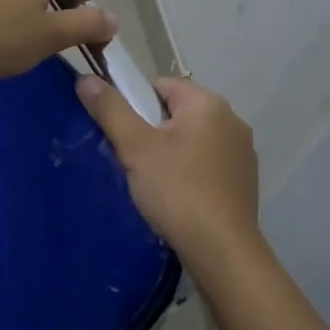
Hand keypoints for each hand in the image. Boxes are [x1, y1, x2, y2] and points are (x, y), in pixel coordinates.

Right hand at [75, 74, 263, 269]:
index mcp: (209, 103)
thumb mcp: (136, 148)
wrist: (222, 251)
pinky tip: (177, 199)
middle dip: (152, 132)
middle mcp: (232, 120)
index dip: (135, 105)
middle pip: (177, 112)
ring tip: (152, 184)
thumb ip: (110, 110)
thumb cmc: (177, 191)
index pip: (161, 85)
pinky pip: (207, 164)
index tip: (123, 136)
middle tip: (133, 162)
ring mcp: (242, 152)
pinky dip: (189, 173)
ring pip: (192, 140)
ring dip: (170, 154)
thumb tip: (85, 78)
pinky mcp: (244, 180)